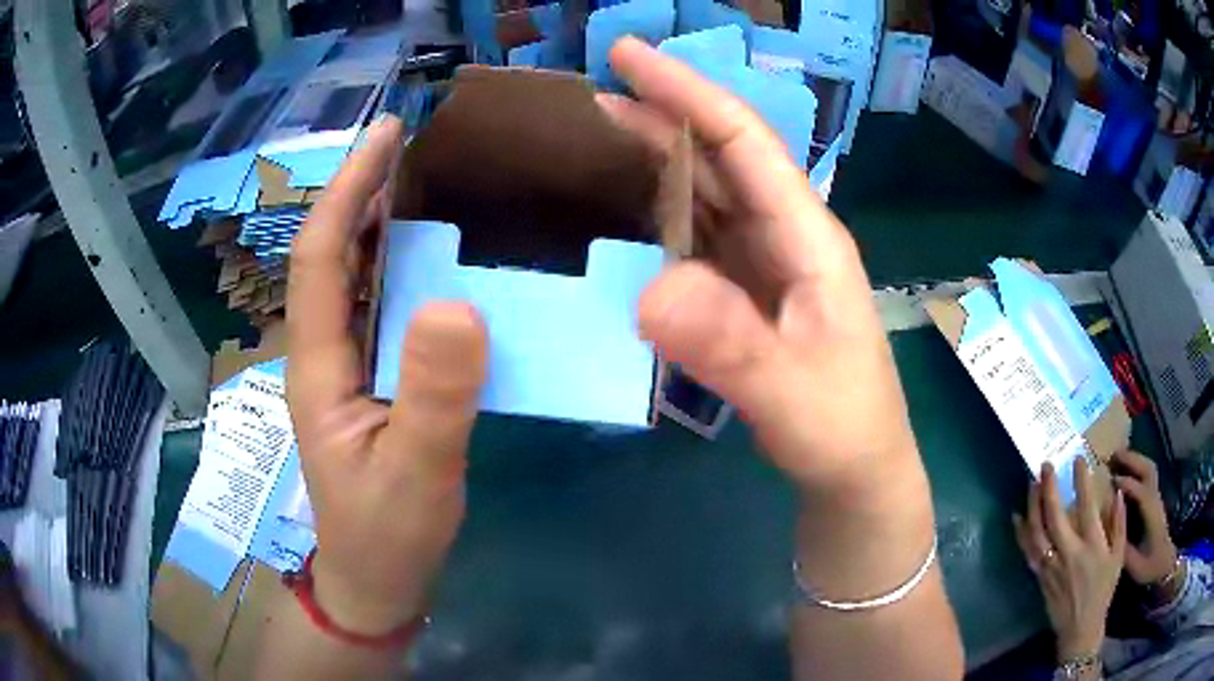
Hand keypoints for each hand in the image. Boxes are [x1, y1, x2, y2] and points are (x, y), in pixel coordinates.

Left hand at [286, 116, 487, 634]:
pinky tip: (446, 258)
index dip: (348, 188)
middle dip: (365, 189)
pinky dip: (407, 268)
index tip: (387, 134)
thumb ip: (435, 397)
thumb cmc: (387, 534)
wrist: (375, 579)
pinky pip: (384, 307)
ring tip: (436, 180)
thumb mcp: (416, 474)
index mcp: (318, 363)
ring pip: (357, 276)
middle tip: (421, 143)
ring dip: (385, 222)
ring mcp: (347, 365)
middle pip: (334, 252)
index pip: (321, 255)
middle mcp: (324, 350)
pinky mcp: (372, 381)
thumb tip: (458, 302)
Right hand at [604, 39, 919, 500]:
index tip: (628, 56)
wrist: (856, 470)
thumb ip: (730, 345)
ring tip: (600, 134)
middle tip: (596, 89)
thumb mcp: (790, 393)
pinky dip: (662, 212)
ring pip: (708, 191)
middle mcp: (787, 234)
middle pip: (721, 155)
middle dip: (664, 112)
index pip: (743, 141)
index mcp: (807, 236)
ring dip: (658, 157)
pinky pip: (700, 236)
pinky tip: (628, 207)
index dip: (687, 91)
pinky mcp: (749, 292)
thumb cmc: (840, 427)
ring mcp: (767, 263)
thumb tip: (650, 291)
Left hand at [1014, 459, 1126, 661]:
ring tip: (1031, 483)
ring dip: (1032, 506)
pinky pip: (1028, 552)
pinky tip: (1018, 517)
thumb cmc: (1103, 590)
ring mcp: (1051, 566)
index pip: (1086, 506)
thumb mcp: (1118, 556)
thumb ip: (1119, 523)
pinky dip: (1022, 533)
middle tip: (1045, 465)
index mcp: (1092, 546)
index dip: (1081, 481)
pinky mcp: (1040, 577)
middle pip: (1054, 517)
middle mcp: (1068, 554)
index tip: (1078, 459)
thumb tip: (1117, 492)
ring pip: (1036, 533)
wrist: (1079, 629)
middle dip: (1048, 488)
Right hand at [1111, 450, 1178, 585]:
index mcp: (1151, 515)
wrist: (1164, 565)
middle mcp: (1155, 500)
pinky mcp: (1154, 500)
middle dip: (1131, 459)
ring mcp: (1156, 498)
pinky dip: (1137, 466)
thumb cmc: (1149, 567)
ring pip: (1149, 468)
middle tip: (1112, 454)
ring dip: (1135, 459)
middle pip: (1147, 470)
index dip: (1126, 484)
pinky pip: (1147, 475)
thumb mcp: (1134, 565)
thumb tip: (1107, 532)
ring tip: (1118, 457)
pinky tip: (1126, 470)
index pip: (1141, 492)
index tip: (1108, 479)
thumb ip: (1122, 547)